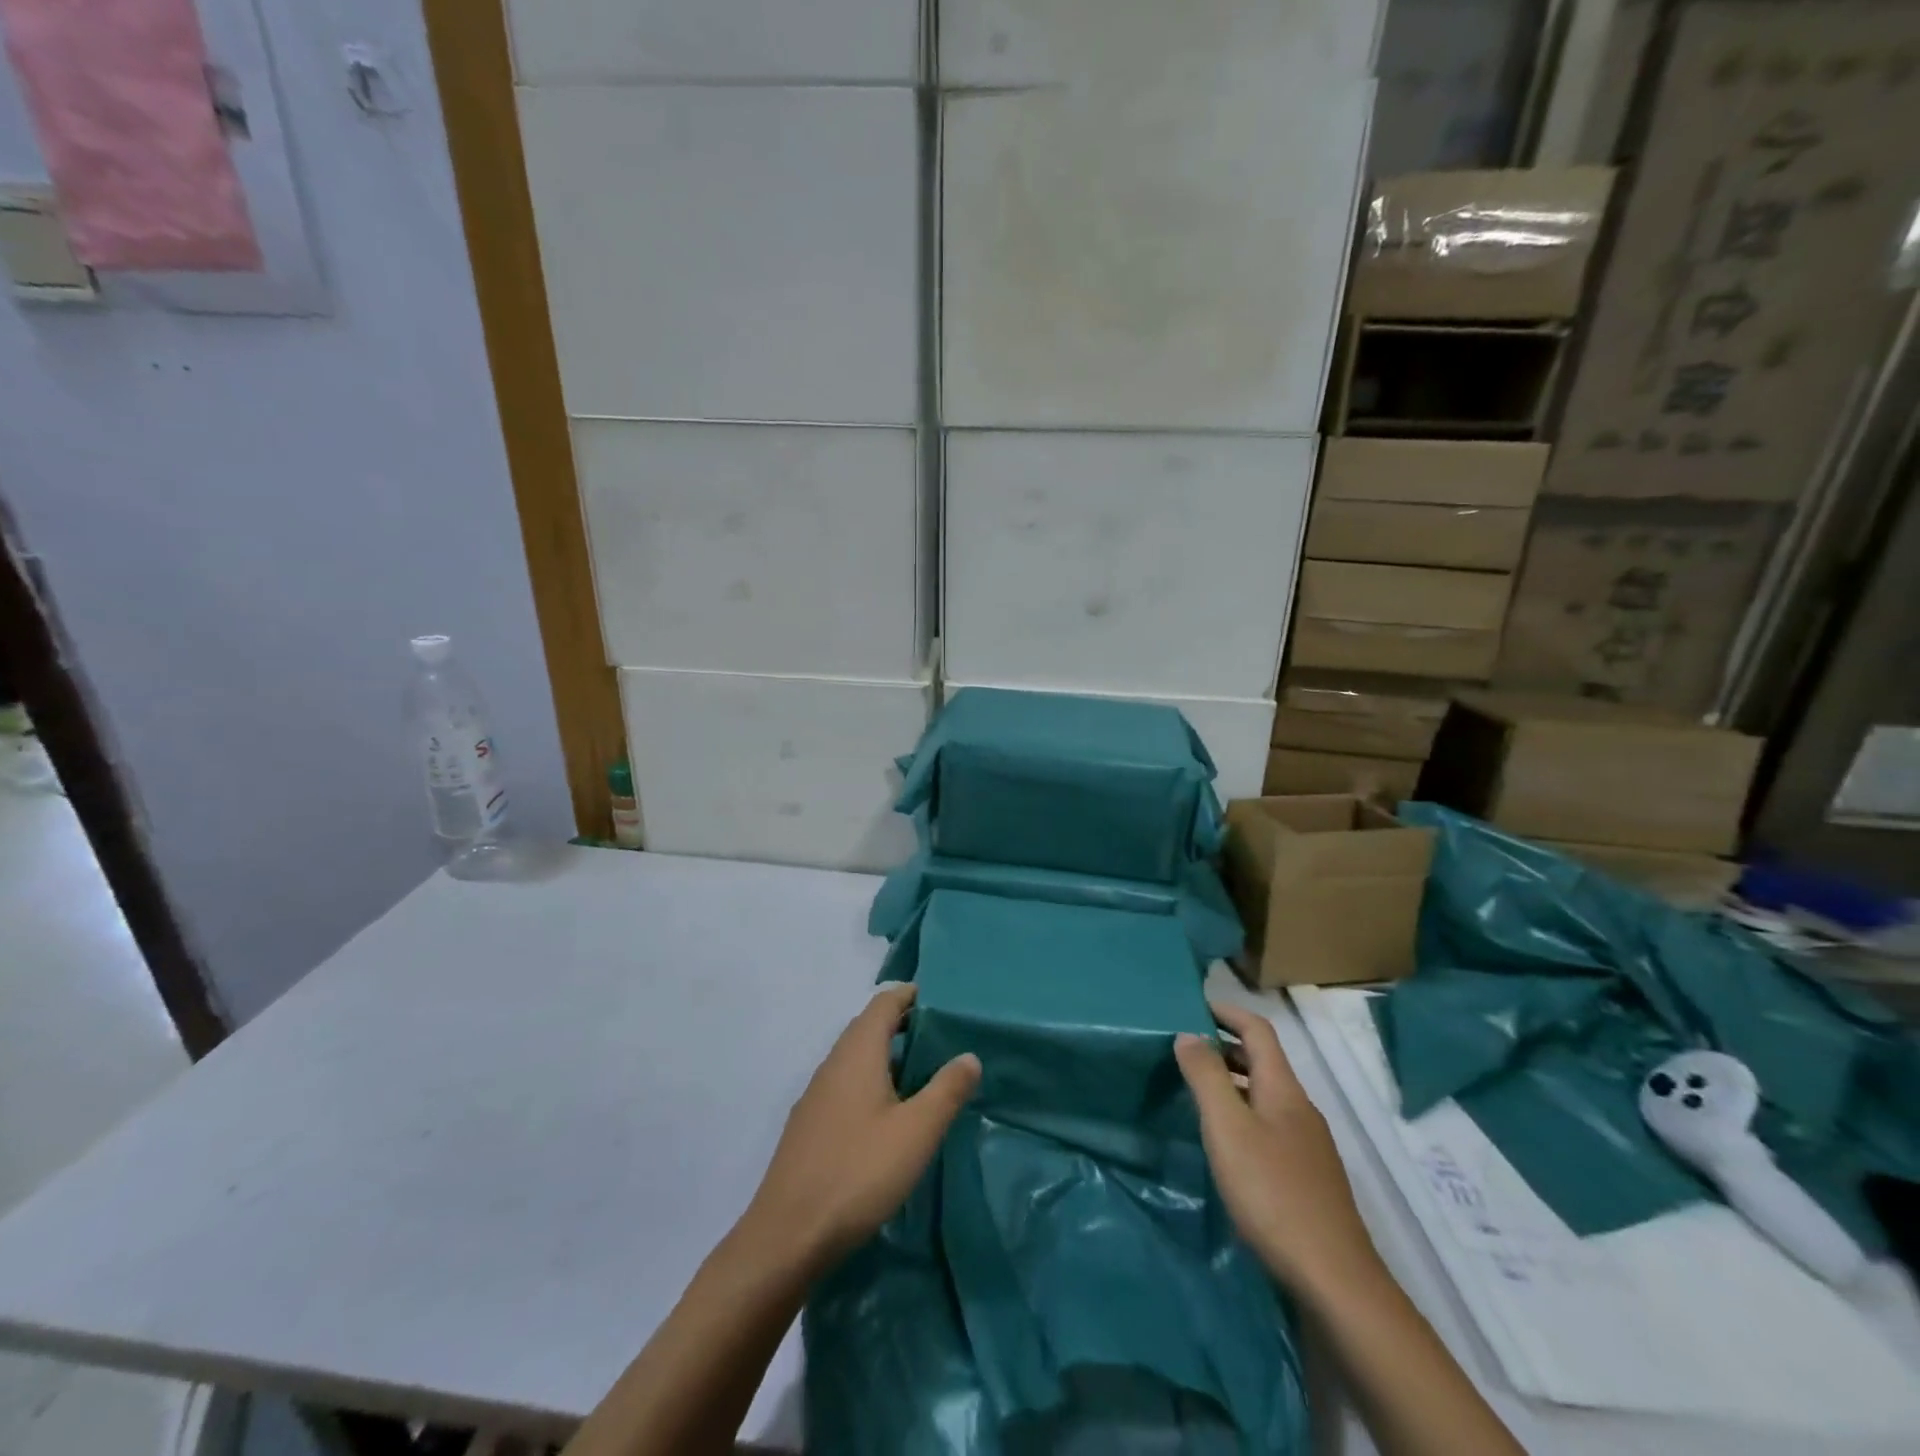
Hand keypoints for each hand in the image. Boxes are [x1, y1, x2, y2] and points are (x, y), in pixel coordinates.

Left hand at [744, 983, 979, 1269]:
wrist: (788, 1236)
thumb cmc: (859, 1172)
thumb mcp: (917, 1131)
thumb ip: (946, 1089)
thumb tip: (969, 1054)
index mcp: (857, 1053)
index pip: (883, 1003)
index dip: (910, 995)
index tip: (940, 1000)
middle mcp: (833, 1064)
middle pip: (867, 1027)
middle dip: (900, 1023)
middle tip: (939, 1037)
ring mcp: (816, 1096)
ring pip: (854, 1058)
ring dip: (885, 1054)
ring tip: (920, 1073)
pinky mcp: (809, 1126)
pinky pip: (844, 1084)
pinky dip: (869, 1081)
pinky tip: (886, 1114)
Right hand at [1176, 1000, 1381, 1306]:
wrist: (1334, 1280)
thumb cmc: (1272, 1193)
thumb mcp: (1227, 1128)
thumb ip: (1206, 1077)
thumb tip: (1189, 1034)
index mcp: (1284, 1088)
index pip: (1258, 1030)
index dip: (1227, 1012)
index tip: (1192, 1006)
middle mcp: (1300, 1108)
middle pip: (1262, 1061)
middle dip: (1224, 1047)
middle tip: (1183, 1050)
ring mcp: (1308, 1145)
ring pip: (1266, 1095)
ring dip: (1232, 1082)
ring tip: (1195, 1092)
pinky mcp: (1308, 1177)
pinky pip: (1270, 1125)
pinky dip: (1243, 1114)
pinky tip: (1226, 1143)